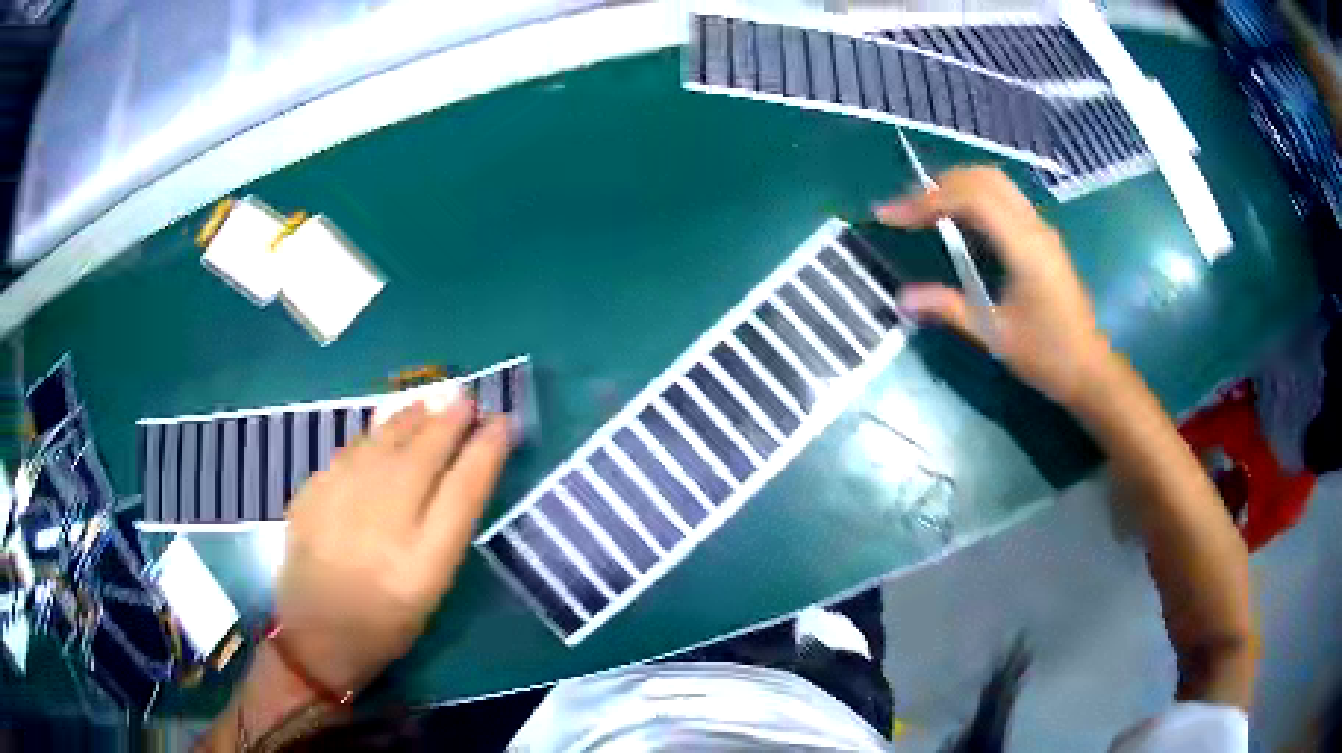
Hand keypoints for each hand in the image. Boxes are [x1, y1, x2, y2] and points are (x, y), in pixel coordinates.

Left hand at [272, 399, 511, 693]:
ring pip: (384, 442)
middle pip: (425, 455)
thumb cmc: (383, 626)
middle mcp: (385, 524)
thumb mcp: (429, 592)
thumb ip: (442, 533)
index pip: (465, 490)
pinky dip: (372, 436)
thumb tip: (455, 477)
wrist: (315, 636)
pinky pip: (350, 451)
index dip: (487, 451)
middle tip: (467, 399)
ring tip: (430, 403)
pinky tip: (381, 431)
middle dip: (451, 421)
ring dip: (412, 417)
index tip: (502, 423)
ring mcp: (343, 502)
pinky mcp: (312, 493)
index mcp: (424, 561)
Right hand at [874, 166, 1114, 406]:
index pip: (973, 199)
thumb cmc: (1046, 356)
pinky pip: (1004, 197)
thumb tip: (902, 298)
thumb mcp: (994, 335)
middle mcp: (1034, 227)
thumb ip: (948, 308)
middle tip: (906, 210)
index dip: (928, 200)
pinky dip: (973, 195)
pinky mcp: (1041, 236)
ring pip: (995, 182)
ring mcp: (1041, 228)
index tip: (891, 216)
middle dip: (939, 185)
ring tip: (925, 209)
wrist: (1089, 368)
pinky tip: (956, 219)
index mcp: (1025, 248)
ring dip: (956, 185)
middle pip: (983, 178)